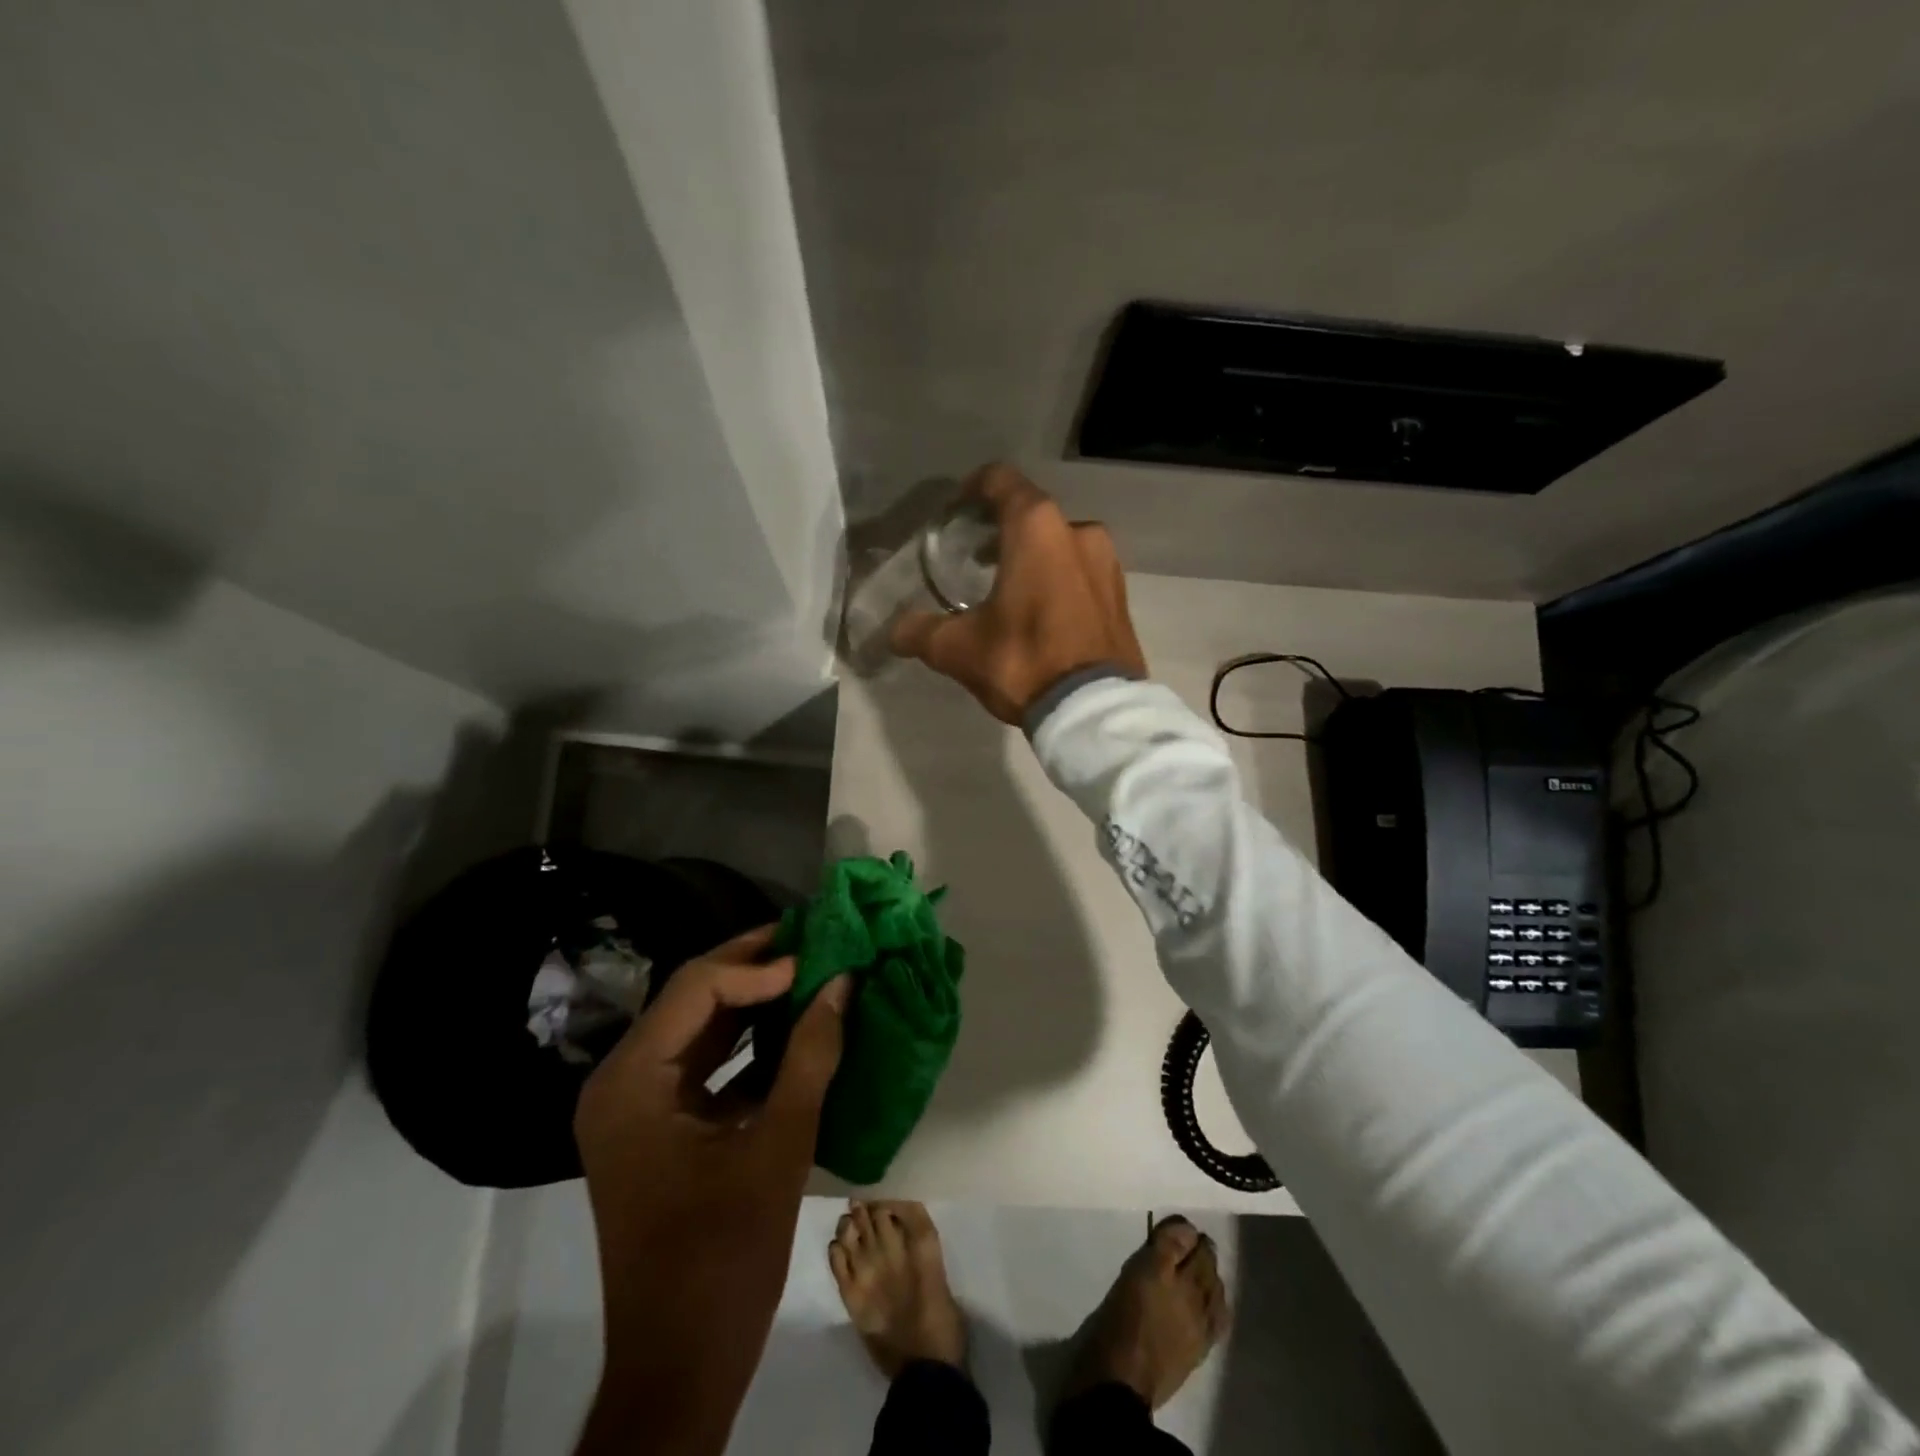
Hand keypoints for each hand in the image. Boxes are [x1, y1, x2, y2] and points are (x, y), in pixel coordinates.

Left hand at [573, 926, 849, 1455]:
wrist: (681, 1363)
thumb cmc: (725, 1255)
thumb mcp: (779, 1146)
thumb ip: (811, 1056)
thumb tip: (842, 982)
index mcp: (632, 1081)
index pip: (697, 988)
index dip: (759, 965)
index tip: (818, 958)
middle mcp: (621, 1081)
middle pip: (692, 998)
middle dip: (754, 967)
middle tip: (813, 939)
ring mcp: (634, 1105)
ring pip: (699, 1026)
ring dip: (753, 1000)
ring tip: (809, 970)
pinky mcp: (655, 1126)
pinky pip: (702, 1063)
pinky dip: (746, 1042)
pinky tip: (792, 1027)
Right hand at [890, 463, 1146, 723]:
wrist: (1092, 709)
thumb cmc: (1024, 661)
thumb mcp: (959, 649)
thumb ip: (921, 632)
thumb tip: (894, 631)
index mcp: (1036, 528)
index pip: (1000, 481)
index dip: (974, 488)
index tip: (957, 510)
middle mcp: (1078, 531)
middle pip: (1032, 514)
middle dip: (1002, 530)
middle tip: (974, 556)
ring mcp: (1107, 562)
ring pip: (1061, 544)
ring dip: (1033, 556)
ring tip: (1007, 587)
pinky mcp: (1121, 594)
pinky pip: (1082, 573)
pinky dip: (1059, 579)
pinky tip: (1041, 611)